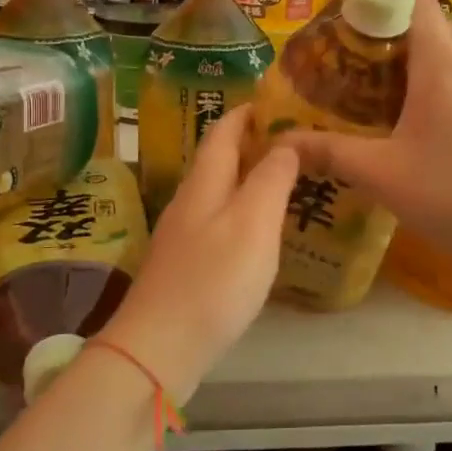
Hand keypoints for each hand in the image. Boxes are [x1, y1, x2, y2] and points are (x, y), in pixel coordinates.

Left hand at [100, 102, 297, 401]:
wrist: (159, 349)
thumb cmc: (213, 281)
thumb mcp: (253, 223)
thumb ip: (271, 179)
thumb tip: (286, 142)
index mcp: (204, 184)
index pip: (222, 132)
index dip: (246, 113)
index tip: (275, 101)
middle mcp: (188, 203)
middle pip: (217, 161)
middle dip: (249, 144)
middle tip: (292, 140)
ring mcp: (182, 237)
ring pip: (217, 193)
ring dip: (246, 179)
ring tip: (282, 179)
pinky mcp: (184, 267)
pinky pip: (217, 223)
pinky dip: (240, 212)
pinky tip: (257, 231)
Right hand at [275, 0, 451, 269]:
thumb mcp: (382, 174)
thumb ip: (331, 153)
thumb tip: (282, 144)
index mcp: (441, 67)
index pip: (416, 4)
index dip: (382, 1)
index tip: (349, 23)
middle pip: (434, 27)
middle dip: (395, 33)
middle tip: (356, 60)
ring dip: (420, 62)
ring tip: (383, 90)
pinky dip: (441, 86)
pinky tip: (422, 124)